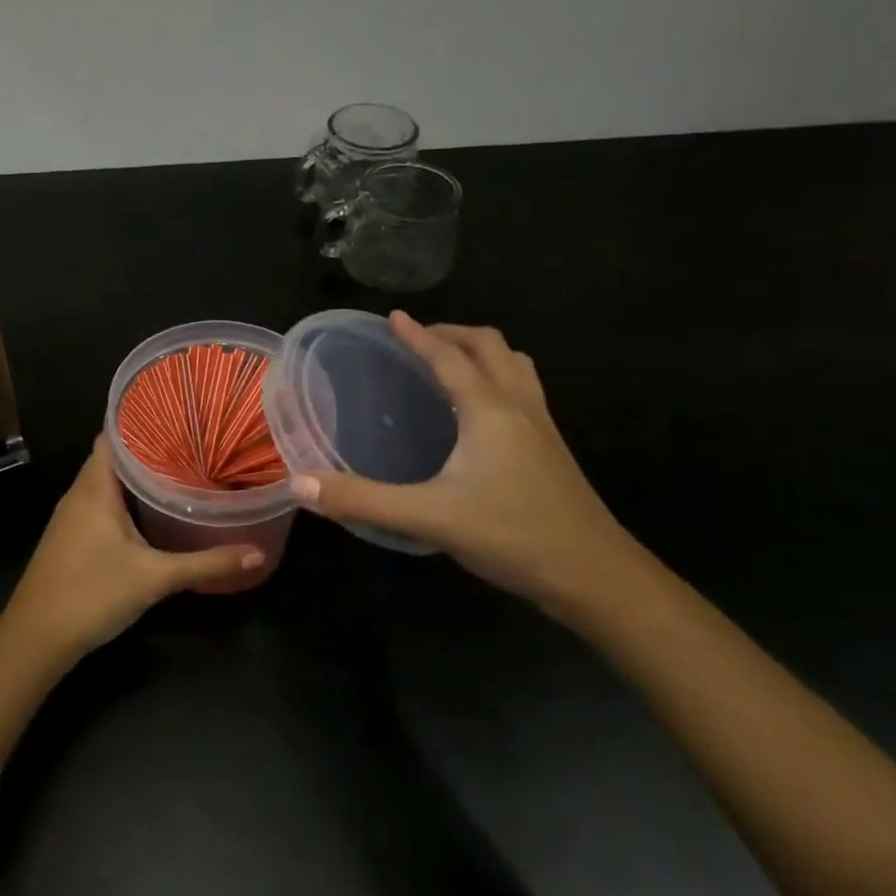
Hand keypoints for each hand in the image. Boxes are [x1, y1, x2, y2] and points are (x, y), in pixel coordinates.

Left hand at [2, 436, 264, 663]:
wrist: (36, 638)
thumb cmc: (92, 594)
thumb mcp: (155, 578)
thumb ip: (206, 564)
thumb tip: (258, 553)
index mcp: (95, 487)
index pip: (114, 434)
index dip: (141, 419)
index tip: (178, 414)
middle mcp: (80, 493)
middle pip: (113, 455)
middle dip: (149, 447)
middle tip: (192, 441)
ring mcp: (72, 516)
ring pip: (107, 481)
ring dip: (137, 474)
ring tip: (180, 467)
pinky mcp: (72, 537)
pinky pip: (101, 502)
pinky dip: (126, 498)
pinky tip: (152, 509)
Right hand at [291, 313, 643, 610]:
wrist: (596, 576)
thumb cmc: (513, 536)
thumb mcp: (429, 519)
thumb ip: (362, 500)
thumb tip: (300, 484)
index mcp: (489, 409)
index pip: (448, 357)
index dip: (417, 335)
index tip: (392, 318)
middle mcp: (518, 406)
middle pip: (490, 346)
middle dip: (452, 333)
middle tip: (418, 340)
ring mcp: (542, 426)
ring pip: (515, 365)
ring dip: (482, 352)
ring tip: (451, 364)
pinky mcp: (552, 449)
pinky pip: (524, 390)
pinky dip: (498, 379)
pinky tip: (480, 414)